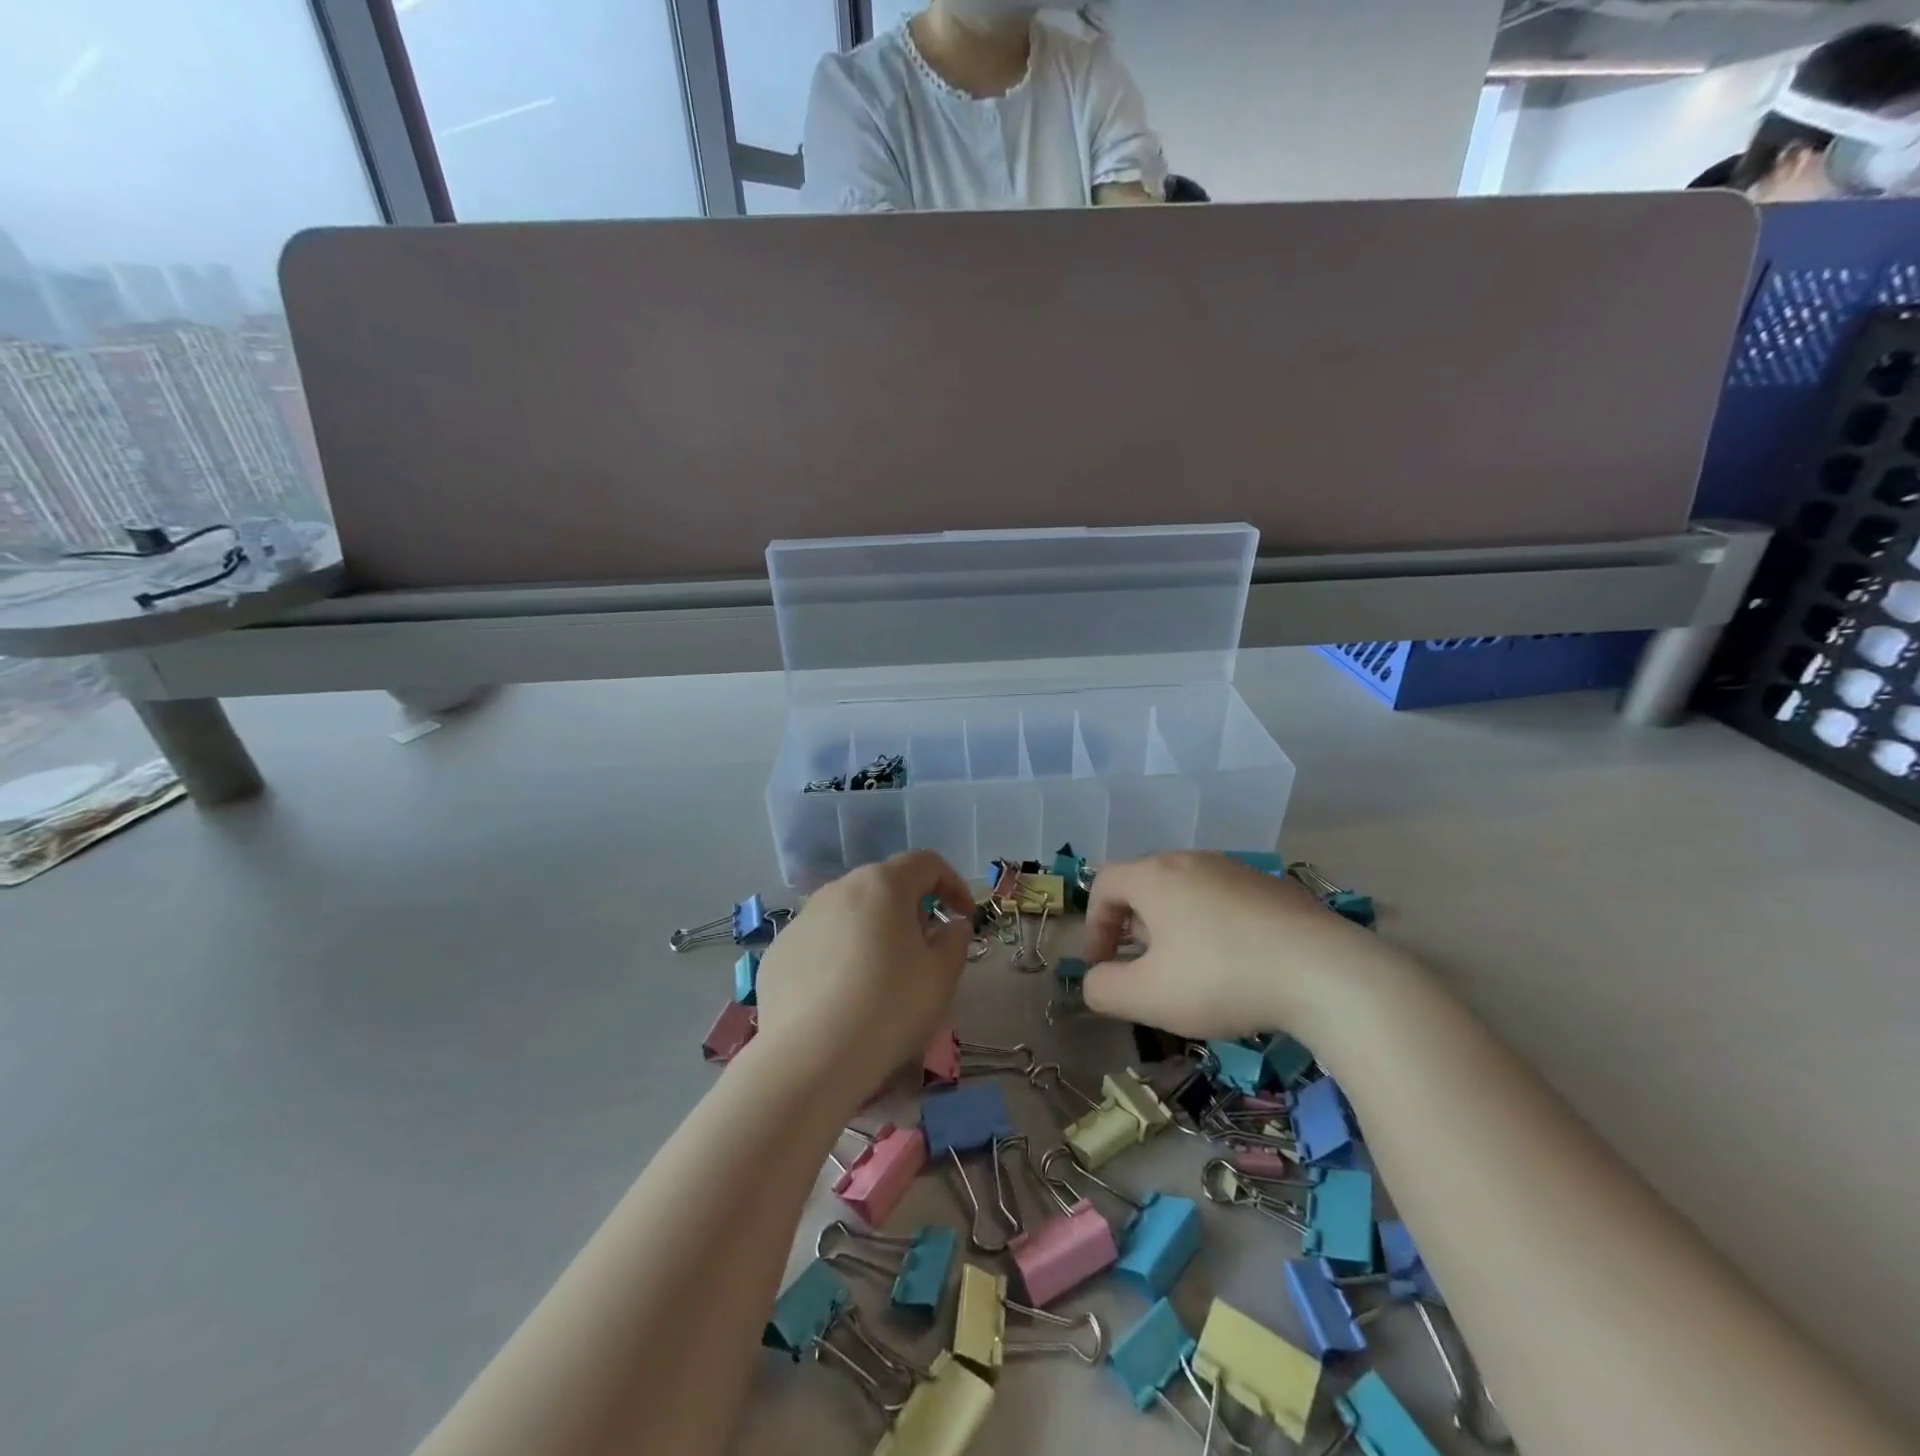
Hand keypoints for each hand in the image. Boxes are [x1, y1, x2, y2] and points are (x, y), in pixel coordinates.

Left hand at [751, 851, 972, 1107]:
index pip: (926, 863)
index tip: (964, 918)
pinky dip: (839, 957)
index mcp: (883, 885)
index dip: (952, 884)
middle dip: (911, 909)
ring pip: (849, 914)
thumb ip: (955, 939)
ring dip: (873, 932)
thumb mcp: (942, 976)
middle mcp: (839, 889)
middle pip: (885, 886)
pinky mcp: (779, 952)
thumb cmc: (889, 1008)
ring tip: (882, 976)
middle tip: (925, 949)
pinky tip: (843, 998)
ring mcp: (802, 919)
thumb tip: (952, 925)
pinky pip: (820, 943)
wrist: (809, 1061)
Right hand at [1081, 851, 1398, 1042]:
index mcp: (1154, 876)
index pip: (1104, 884)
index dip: (1094, 924)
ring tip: (1188, 970)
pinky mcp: (1274, 887)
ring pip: (1187, 892)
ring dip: (1173, 926)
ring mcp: (1237, 870)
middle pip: (1145, 884)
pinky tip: (1235, 965)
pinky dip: (1213, 927)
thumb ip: (1103, 989)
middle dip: (1133, 926)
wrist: (1325, 972)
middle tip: (1142, 968)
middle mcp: (1192, 861)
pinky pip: (1226, 901)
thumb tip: (1095, 980)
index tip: (1103, 965)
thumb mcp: (1147, 997)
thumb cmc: (1220, 978)